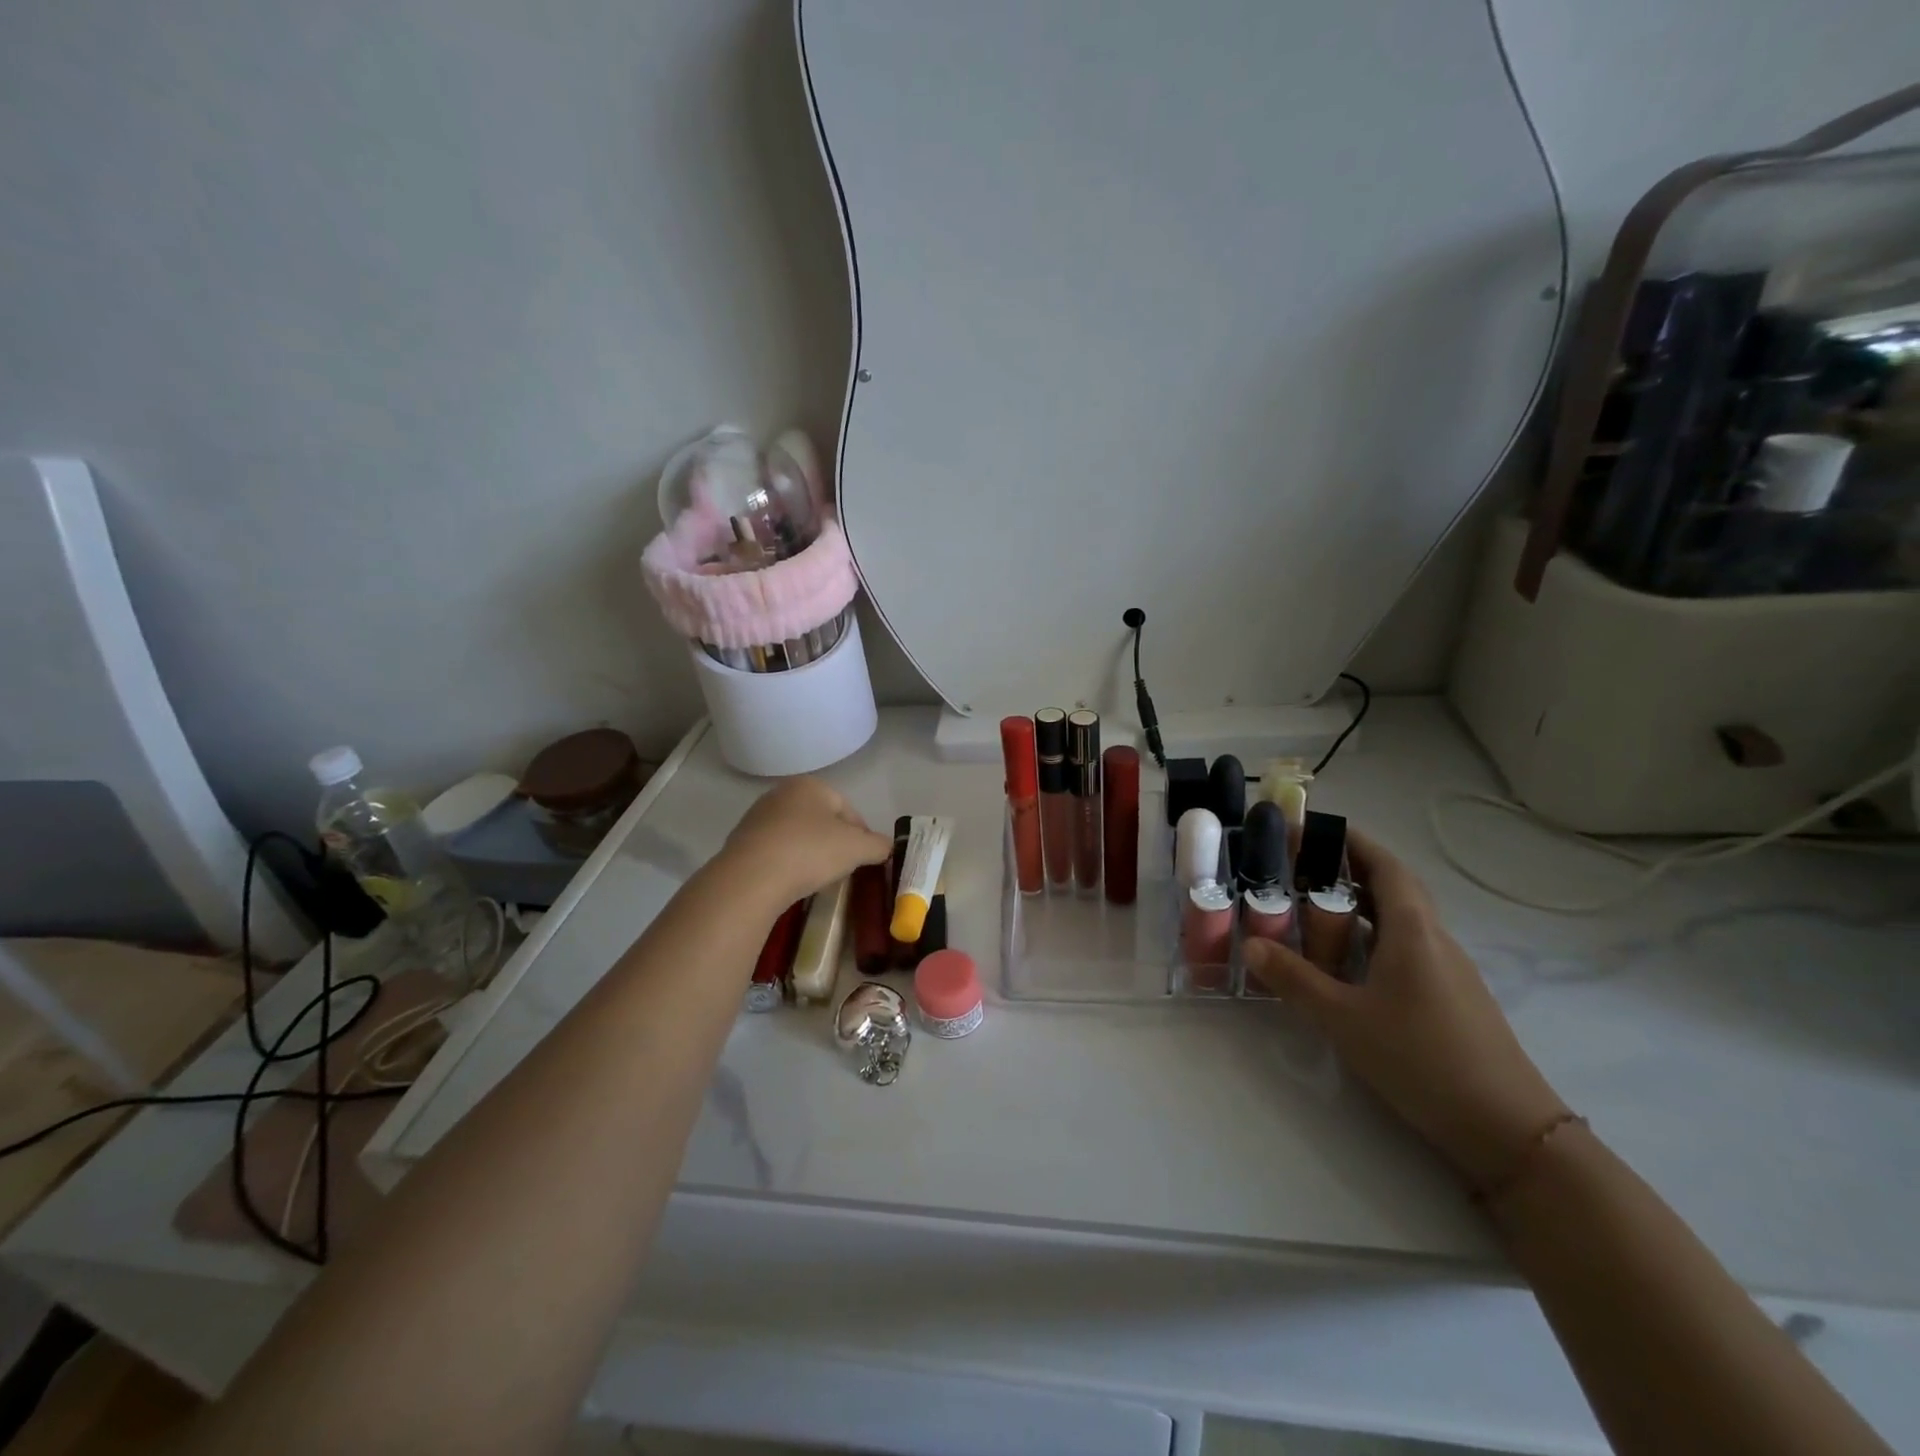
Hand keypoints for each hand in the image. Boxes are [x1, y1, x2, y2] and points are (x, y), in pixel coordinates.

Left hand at [720, 777, 892, 908]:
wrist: (750, 879)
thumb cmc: (810, 852)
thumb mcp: (857, 848)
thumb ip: (878, 845)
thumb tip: (886, 847)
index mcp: (810, 785)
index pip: (848, 810)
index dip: (862, 836)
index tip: (866, 860)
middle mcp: (781, 793)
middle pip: (821, 821)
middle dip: (835, 844)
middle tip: (843, 870)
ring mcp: (757, 817)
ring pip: (797, 836)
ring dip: (810, 854)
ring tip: (817, 879)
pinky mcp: (740, 842)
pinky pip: (775, 851)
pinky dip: (787, 864)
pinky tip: (791, 882)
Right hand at [1242, 829, 1567, 1186]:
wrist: (1508, 1130)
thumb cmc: (1421, 1059)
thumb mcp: (1344, 1018)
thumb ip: (1295, 979)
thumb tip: (1252, 944)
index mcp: (1413, 931)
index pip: (1385, 866)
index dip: (1351, 841)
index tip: (1313, 828)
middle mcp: (1435, 940)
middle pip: (1393, 887)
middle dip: (1349, 868)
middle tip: (1301, 865)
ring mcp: (1448, 970)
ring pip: (1400, 919)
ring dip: (1360, 904)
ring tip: (1314, 906)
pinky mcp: (1451, 997)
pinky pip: (1407, 947)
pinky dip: (1373, 936)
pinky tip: (1347, 961)